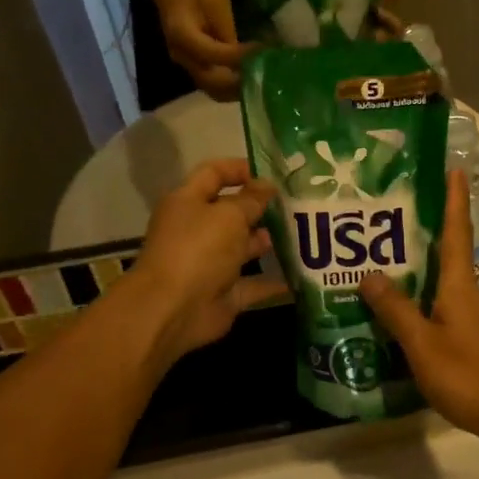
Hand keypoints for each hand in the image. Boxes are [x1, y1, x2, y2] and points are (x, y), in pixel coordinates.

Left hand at [129, 160, 287, 367]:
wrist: (173, 310)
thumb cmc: (198, 250)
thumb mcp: (229, 215)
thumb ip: (251, 200)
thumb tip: (266, 186)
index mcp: (188, 202)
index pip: (213, 173)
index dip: (241, 168)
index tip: (273, 173)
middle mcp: (197, 230)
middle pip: (231, 211)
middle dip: (262, 208)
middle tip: (298, 204)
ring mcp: (210, 263)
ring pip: (243, 247)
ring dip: (269, 241)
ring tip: (304, 235)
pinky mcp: (223, 293)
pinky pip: (254, 283)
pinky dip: (274, 281)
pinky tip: (303, 274)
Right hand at [151, 0, 253, 100]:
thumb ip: (226, 29)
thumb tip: (242, 54)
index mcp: (182, 34)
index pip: (213, 54)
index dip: (238, 57)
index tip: (261, 53)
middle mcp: (181, 55)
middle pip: (211, 82)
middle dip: (238, 83)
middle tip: (263, 76)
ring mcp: (184, 63)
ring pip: (211, 89)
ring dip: (235, 90)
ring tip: (259, 81)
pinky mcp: (191, 65)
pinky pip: (211, 84)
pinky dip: (229, 87)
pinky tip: (248, 79)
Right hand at [361, 172, 478, 449]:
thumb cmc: (471, 376)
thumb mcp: (424, 344)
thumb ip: (396, 311)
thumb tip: (369, 273)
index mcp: (459, 285)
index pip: (456, 231)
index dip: (454, 199)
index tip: (453, 167)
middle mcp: (468, 293)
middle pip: (447, 251)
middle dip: (426, 228)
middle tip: (389, 212)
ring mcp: (472, 316)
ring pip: (442, 281)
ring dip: (419, 266)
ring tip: (383, 257)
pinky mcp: (471, 339)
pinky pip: (441, 305)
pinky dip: (420, 297)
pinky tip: (399, 310)